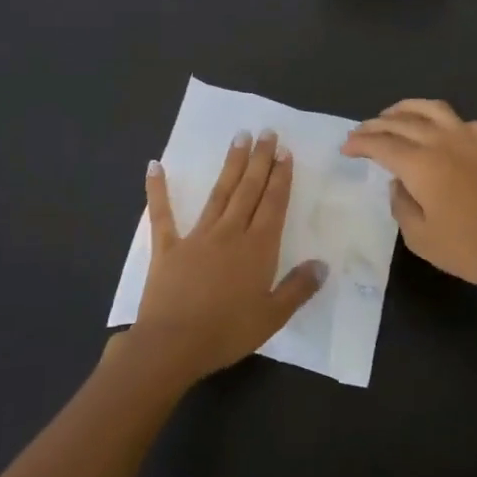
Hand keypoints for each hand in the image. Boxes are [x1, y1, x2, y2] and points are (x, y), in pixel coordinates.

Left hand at [127, 130, 326, 384]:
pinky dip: (158, 190)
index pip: (273, 204)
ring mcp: (197, 236)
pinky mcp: (168, 247)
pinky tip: (155, 166)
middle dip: (259, 160)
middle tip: (266, 132)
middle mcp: (230, 233)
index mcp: (258, 248)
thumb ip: (298, 288)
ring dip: (231, 165)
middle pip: (249, 190)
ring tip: (239, 139)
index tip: (284, 152)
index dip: (280, 177)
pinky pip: (162, 214)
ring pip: (219, 193)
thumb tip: (322, 264)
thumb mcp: (273, 316)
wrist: (173, 345)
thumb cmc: (227, 332)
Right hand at [341, 100, 476, 299]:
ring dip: (405, 109)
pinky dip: (437, 118)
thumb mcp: (420, 237)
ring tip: (390, 117)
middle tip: (359, 134)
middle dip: (375, 125)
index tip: (345, 149)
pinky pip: (456, 119)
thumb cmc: (469, 249)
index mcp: (421, 164)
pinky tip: (434, 130)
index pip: (382, 144)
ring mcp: (469, 139)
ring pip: (430, 109)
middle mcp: (443, 141)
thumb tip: (399, 182)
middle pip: (402, 121)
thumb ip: (401, 204)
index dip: (360, 144)